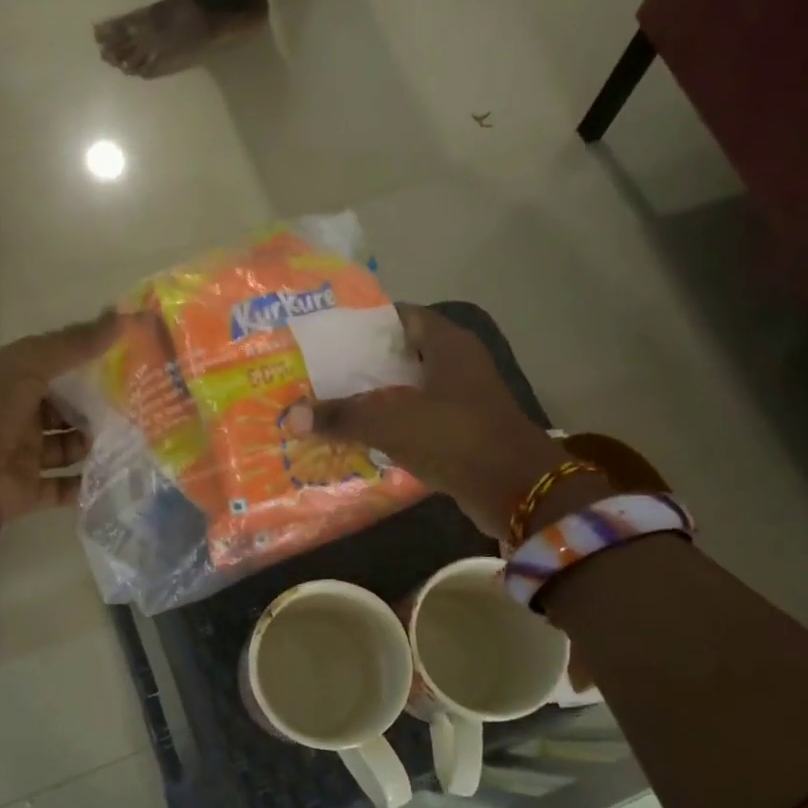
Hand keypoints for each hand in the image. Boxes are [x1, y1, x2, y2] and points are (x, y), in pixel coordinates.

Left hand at [0, 310, 123, 522]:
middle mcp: (18, 417)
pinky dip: (87, 484)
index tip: (128, 361)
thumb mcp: (30, 364)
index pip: (57, 368)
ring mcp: (24, 455)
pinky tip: (119, 474)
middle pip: (67, 409)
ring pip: (70, 447)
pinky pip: (65, 487)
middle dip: (99, 407)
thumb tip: (125, 317)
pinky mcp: (30, 490)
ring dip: (96, 444)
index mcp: (12, 382)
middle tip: (140, 404)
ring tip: (135, 439)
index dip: (90, 363)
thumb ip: (75, 343)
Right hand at [286, 305, 571, 540]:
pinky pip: (419, 420)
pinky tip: (360, 437)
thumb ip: (342, 416)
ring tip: (330, 404)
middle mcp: (458, 364)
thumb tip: (290, 416)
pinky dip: (393, 425)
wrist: (517, 490)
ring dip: (376, 398)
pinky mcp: (463, 431)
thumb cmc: (455, 438)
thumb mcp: (392, 422)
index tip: (325, 336)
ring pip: (409, 389)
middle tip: (318, 373)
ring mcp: (463, 399)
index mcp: (448, 344)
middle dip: (361, 365)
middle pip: (400, 354)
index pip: (399, 316)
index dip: (363, 323)